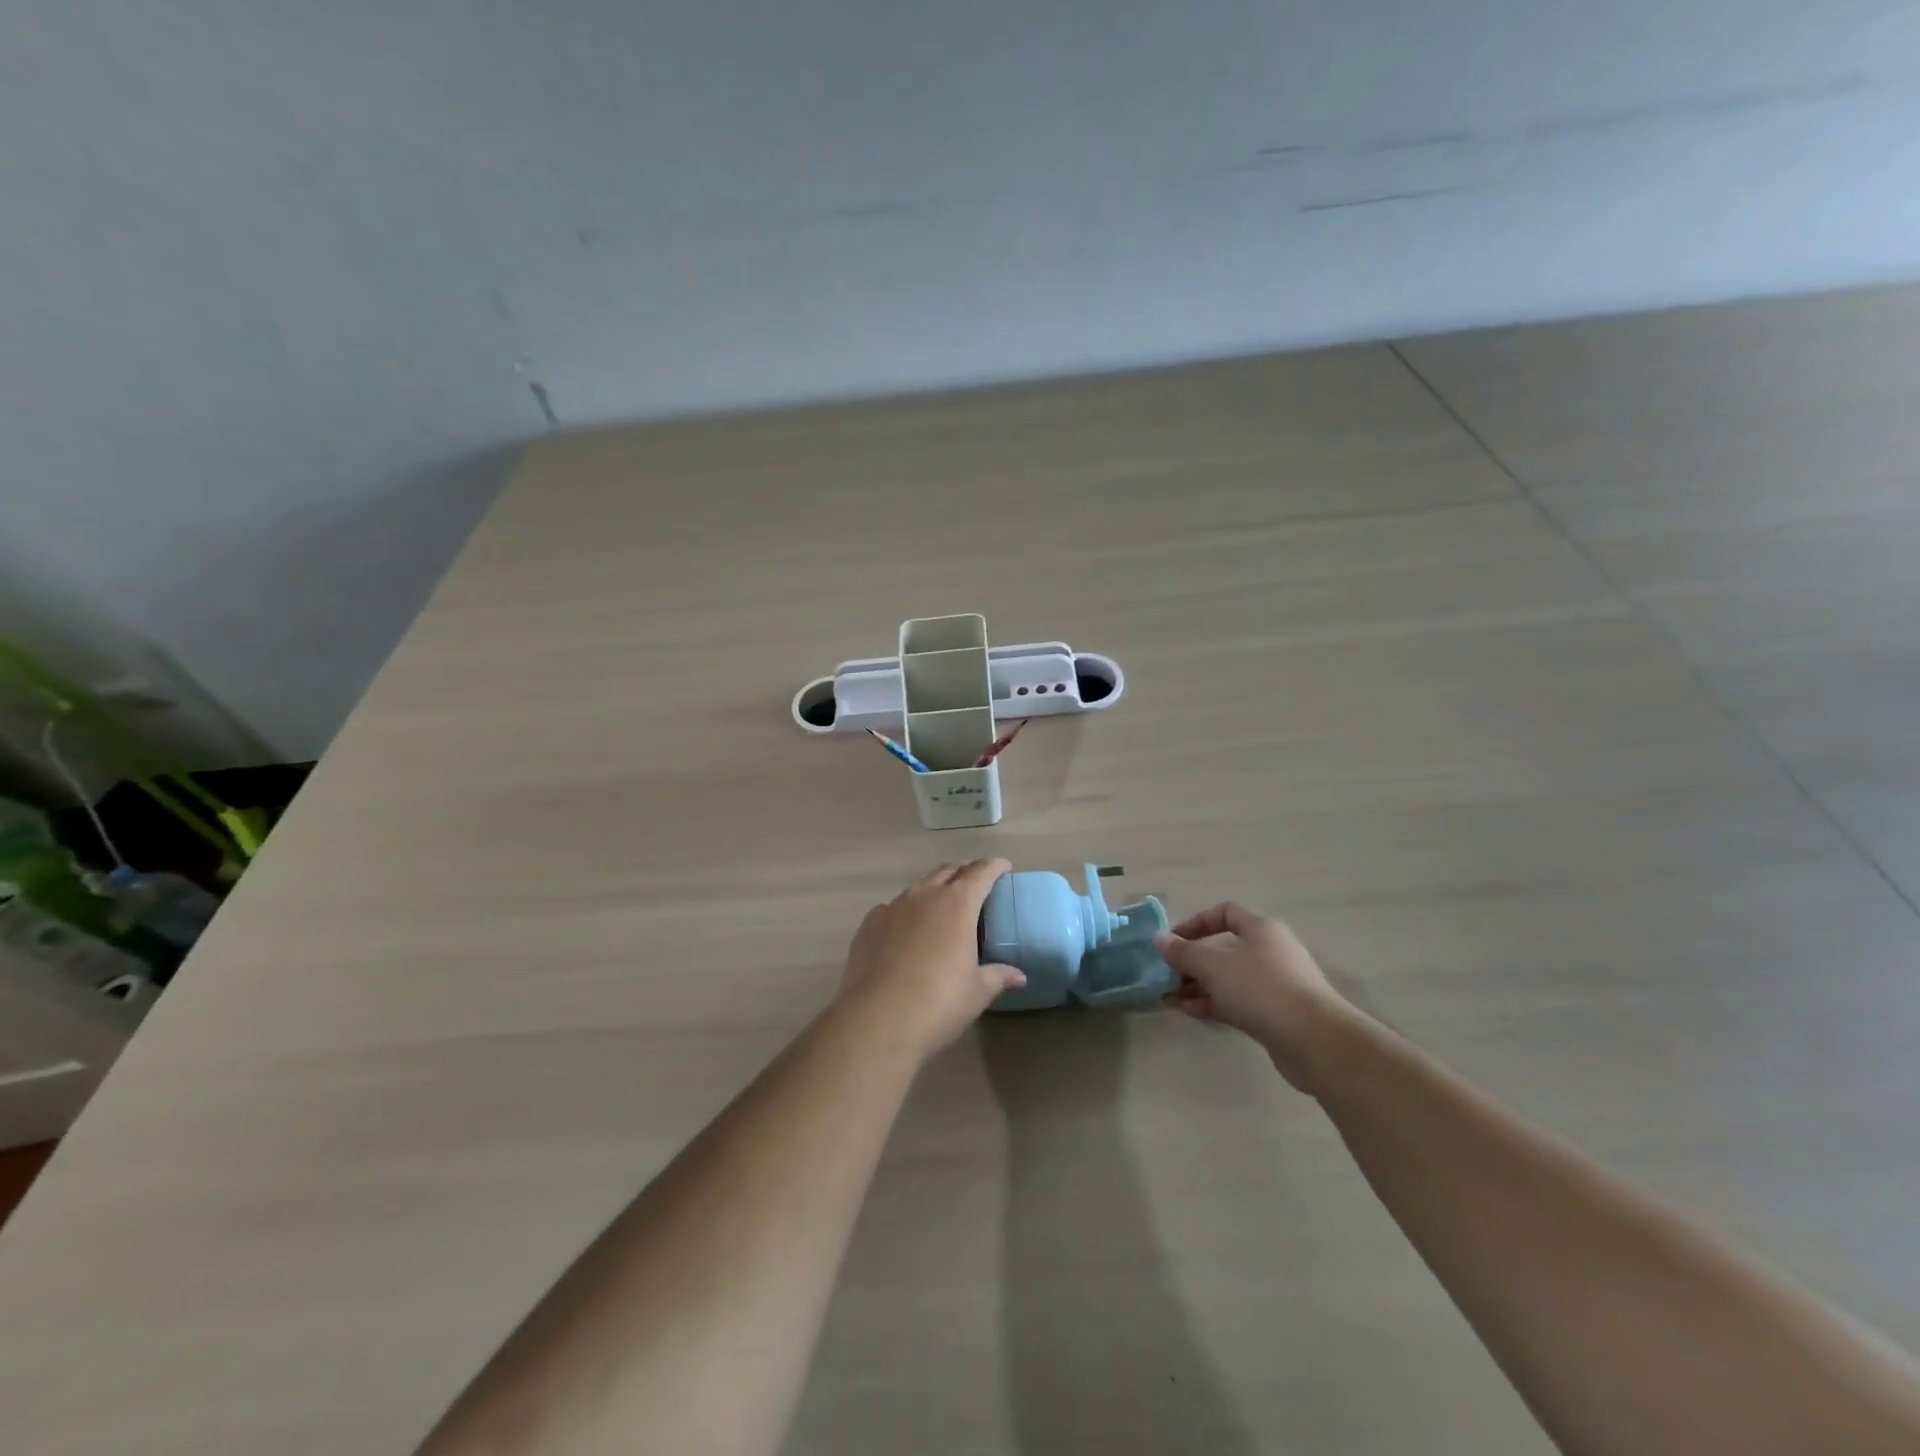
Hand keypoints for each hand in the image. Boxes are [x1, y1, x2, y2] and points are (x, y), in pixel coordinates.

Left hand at [837, 860, 1025, 1059]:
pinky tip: (907, 931)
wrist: (876, 1019)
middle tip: (977, 884)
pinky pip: (893, 907)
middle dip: (965, 872)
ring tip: (943, 907)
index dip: (995, 866)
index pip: (981, 872)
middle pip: (949, 871)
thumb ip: (998, 976)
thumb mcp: (977, 992)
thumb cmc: (938, 1002)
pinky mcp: (869, 923)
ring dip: (935, 890)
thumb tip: (1019, 976)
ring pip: (919, 887)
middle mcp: (925, 895)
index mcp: (958, 904)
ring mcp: (893, 906)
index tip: (1004, 866)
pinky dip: (907, 911)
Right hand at [1156, 903, 1355, 1092]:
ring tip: (1168, 998)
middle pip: (1223, 947)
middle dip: (1191, 960)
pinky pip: (1236, 1001)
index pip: (1224, 912)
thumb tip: (1159, 939)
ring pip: (1227, 978)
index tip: (1172, 941)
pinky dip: (1212, 1003)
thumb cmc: (1261, 988)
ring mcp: (1273, 984)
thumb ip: (1183, 951)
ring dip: (1197, 985)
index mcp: (1260, 928)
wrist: (1314, 1041)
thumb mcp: (1213, 964)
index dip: (1195, 922)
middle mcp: (1269, 951)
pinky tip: (1188, 1011)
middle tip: (1166, 974)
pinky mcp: (1274, 1013)